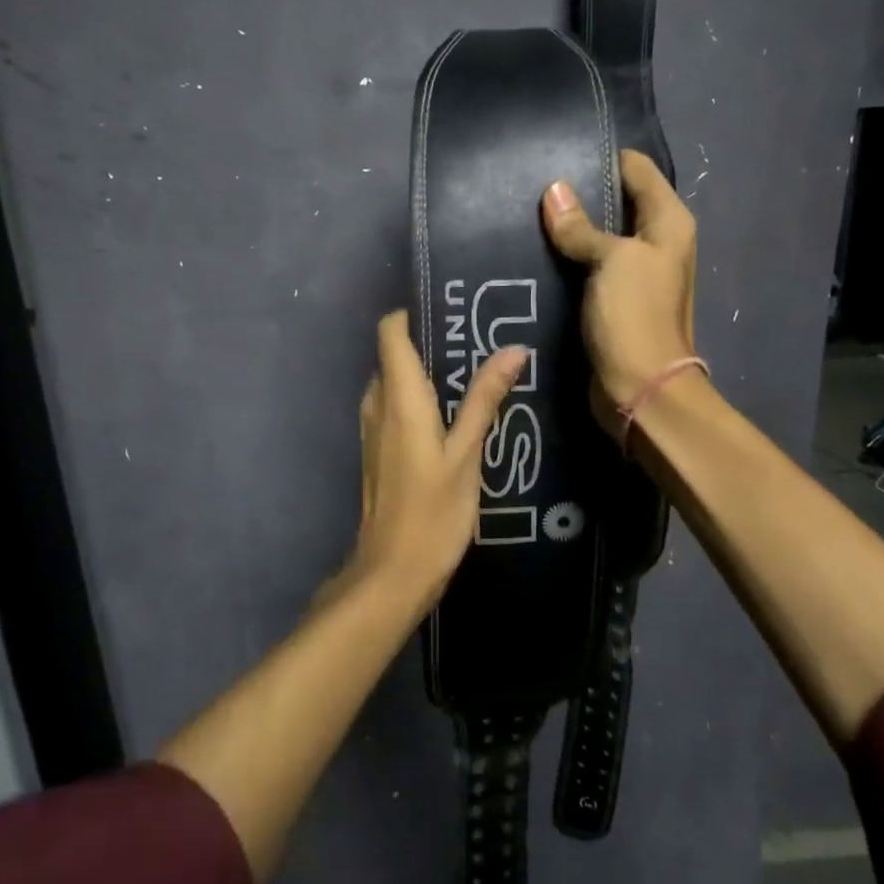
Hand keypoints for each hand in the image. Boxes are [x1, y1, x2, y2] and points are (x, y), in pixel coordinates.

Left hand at [339, 311, 525, 610]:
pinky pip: (394, 407)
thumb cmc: (433, 512)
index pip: (390, 332)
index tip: (450, 310)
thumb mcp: (466, 454)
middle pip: (394, 355)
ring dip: (426, 373)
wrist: (392, 572)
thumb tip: (512, 349)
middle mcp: (377, 404)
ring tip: (473, 374)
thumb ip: (484, 400)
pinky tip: (453, 414)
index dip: (412, 314)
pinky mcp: (376, 450)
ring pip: (394, 382)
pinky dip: (418, 399)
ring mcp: (372, 429)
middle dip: (429, 342)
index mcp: (398, 398)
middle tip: (477, 341)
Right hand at [541, 149, 697, 414]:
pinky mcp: (614, 299)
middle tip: (532, 183)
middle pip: (618, 202)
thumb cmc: (634, 315)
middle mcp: (657, 242)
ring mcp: (635, 273)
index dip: (602, 157)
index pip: (637, 170)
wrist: (640, 388)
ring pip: (600, 236)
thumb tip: (554, 190)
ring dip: (571, 228)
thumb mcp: (610, 260)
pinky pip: (589, 266)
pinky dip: (568, 257)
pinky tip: (535, 250)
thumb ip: (581, 226)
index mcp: (668, 222)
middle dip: (580, 193)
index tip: (558, 152)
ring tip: (526, 212)